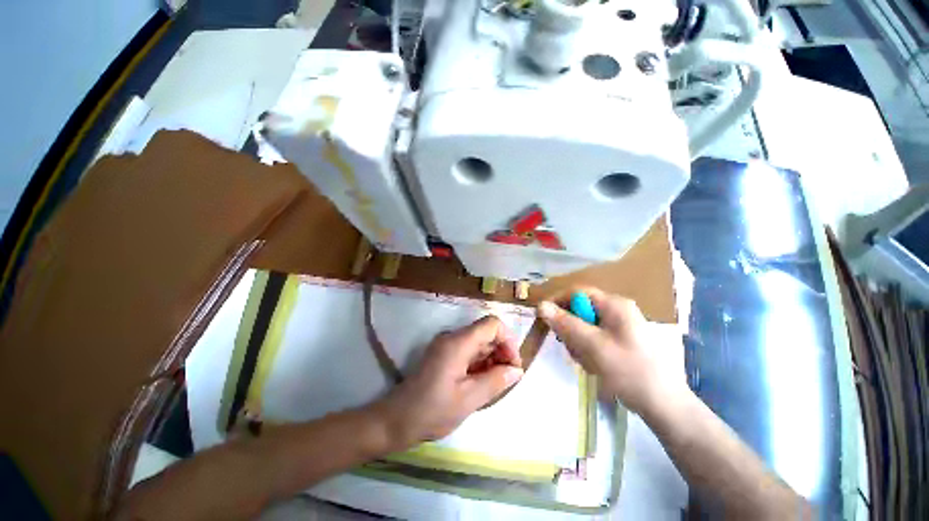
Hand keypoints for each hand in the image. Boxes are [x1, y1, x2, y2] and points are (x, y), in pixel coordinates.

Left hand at [372, 315, 523, 449]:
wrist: (397, 419)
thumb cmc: (432, 410)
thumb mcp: (469, 400)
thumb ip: (495, 382)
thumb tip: (517, 370)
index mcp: (458, 343)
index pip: (492, 324)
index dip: (508, 340)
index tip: (513, 365)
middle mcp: (452, 337)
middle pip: (486, 332)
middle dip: (501, 351)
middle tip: (507, 378)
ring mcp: (447, 345)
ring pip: (479, 342)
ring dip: (492, 358)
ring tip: (496, 383)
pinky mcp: (444, 354)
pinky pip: (469, 351)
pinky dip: (480, 363)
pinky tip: (483, 382)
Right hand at [537, 288, 688, 416]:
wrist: (664, 406)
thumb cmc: (630, 372)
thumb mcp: (593, 345)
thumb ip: (565, 323)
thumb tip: (541, 305)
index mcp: (615, 305)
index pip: (577, 292)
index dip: (557, 301)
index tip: (543, 318)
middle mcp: (618, 310)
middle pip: (580, 310)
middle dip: (570, 328)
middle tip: (569, 347)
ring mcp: (621, 326)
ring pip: (585, 325)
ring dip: (578, 342)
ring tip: (586, 361)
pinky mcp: (621, 340)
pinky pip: (594, 337)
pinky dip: (588, 349)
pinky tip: (594, 365)